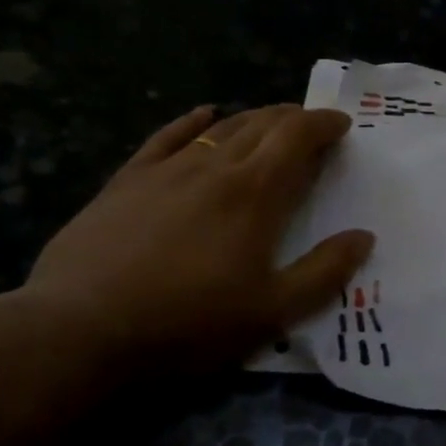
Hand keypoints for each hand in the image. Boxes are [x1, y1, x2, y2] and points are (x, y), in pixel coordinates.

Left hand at [15, 105, 372, 377]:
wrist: (81, 331)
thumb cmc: (189, 323)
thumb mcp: (272, 311)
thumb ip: (324, 272)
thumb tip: (363, 237)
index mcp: (256, 194)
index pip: (297, 137)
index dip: (323, 124)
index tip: (341, 124)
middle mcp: (215, 168)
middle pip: (262, 124)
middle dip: (293, 118)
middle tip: (311, 126)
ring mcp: (167, 170)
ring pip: (220, 128)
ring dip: (253, 119)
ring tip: (270, 122)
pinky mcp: (127, 181)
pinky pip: (167, 137)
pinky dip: (192, 121)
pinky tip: (203, 114)